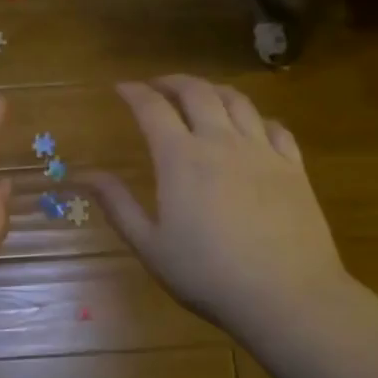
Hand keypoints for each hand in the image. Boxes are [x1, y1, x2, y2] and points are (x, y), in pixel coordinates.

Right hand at [84, 77, 349, 333]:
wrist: (287, 296)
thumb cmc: (209, 275)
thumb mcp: (151, 246)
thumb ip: (118, 205)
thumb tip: (84, 175)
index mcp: (181, 158)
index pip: (152, 108)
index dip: (134, 92)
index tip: (121, 87)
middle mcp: (221, 142)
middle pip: (197, 92)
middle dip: (172, 81)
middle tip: (157, 86)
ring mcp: (262, 151)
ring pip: (237, 101)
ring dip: (213, 90)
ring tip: (201, 95)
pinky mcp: (293, 167)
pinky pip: (275, 126)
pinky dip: (256, 117)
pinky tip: (251, 126)